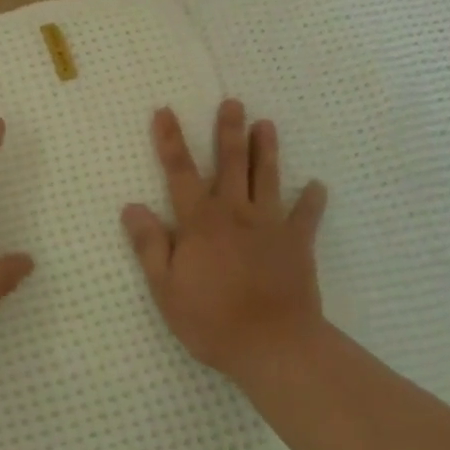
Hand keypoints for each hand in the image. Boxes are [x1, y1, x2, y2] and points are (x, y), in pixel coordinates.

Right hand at [122, 99, 328, 379]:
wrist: (274, 346)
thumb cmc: (212, 320)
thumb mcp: (166, 288)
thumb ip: (150, 245)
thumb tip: (132, 207)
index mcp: (200, 221)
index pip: (179, 171)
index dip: (170, 140)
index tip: (165, 111)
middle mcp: (234, 213)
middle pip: (231, 163)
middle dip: (229, 131)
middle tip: (234, 102)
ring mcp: (269, 226)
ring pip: (268, 178)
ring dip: (266, 150)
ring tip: (267, 124)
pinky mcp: (297, 245)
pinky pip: (306, 217)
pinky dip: (312, 200)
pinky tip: (317, 186)